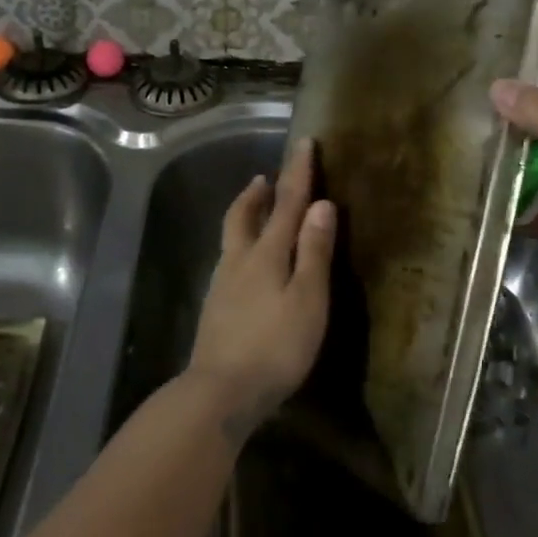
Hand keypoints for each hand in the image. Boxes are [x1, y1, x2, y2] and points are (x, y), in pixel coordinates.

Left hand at [189, 138, 335, 442]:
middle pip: (244, 215)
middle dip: (257, 193)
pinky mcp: (215, 309)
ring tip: (255, 209)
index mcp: (267, 254)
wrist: (219, 393)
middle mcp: (239, 261)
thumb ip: (314, 252)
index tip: (304, 142)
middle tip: (264, 177)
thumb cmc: (274, 346)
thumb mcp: (307, 299)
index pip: (286, 203)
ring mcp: (223, 285)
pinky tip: (245, 264)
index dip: (297, 172)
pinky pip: (230, 261)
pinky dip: (240, 245)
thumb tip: (322, 205)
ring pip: (233, 237)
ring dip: (245, 215)